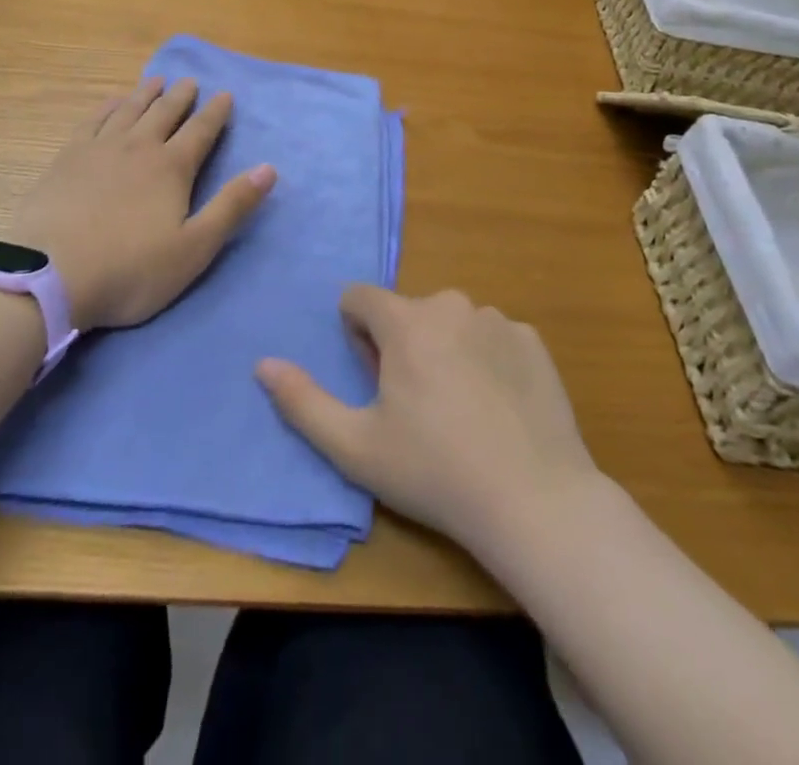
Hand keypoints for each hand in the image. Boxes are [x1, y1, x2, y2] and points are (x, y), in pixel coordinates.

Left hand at [11, 77, 275, 331]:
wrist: (50, 276)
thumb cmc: (131, 269)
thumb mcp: (194, 248)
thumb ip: (232, 206)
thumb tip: (268, 168)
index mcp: (172, 168)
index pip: (201, 131)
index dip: (215, 112)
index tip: (224, 95)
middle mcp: (139, 147)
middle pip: (165, 113)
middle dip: (181, 96)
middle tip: (190, 81)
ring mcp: (99, 149)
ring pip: (129, 110)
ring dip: (145, 94)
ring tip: (156, 81)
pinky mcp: (67, 158)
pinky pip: (93, 120)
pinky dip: (107, 106)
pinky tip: (111, 102)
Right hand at [256, 287, 597, 553]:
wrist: (535, 501)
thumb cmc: (434, 472)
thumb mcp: (355, 447)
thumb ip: (302, 402)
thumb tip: (263, 364)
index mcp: (406, 320)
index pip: (360, 297)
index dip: (357, 336)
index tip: (375, 382)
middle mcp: (452, 304)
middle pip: (407, 312)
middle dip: (400, 345)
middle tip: (416, 407)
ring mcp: (498, 319)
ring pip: (450, 323)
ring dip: (443, 350)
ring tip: (460, 412)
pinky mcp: (533, 341)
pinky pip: (491, 338)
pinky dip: (485, 360)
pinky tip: (497, 410)